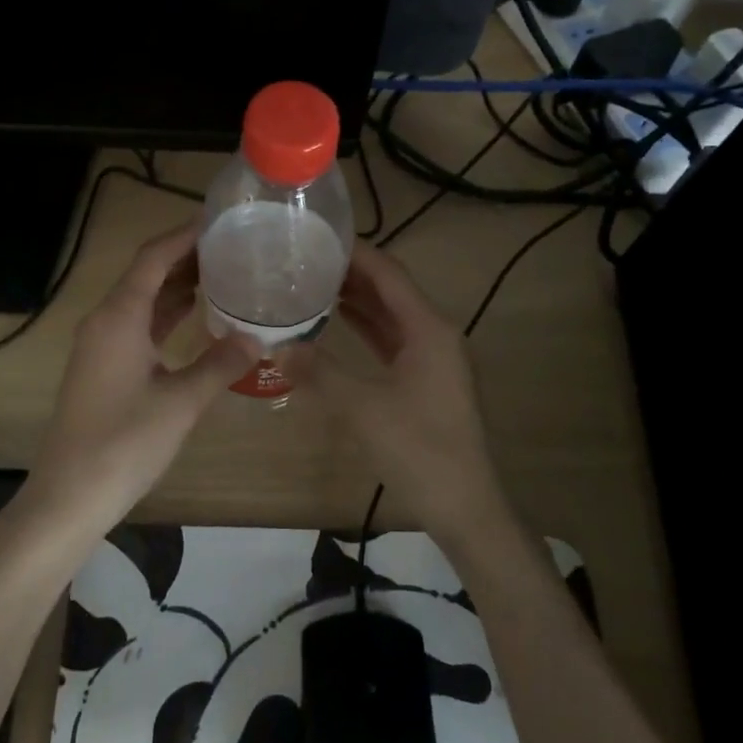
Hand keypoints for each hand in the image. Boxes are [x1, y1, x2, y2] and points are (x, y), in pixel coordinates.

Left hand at [29, 221, 258, 528]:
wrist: (70, 495)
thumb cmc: (125, 442)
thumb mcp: (181, 402)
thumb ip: (221, 364)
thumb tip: (257, 339)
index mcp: (120, 316)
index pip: (154, 257)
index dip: (185, 235)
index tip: (220, 221)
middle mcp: (106, 320)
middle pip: (147, 273)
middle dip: (186, 257)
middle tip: (232, 247)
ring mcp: (101, 344)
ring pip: (142, 299)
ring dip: (177, 285)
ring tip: (223, 273)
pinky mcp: (103, 366)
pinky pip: (138, 324)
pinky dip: (166, 314)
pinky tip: (196, 316)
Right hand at [306, 241, 510, 544]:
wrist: (465, 505)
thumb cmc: (418, 449)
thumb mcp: (362, 408)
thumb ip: (319, 372)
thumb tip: (278, 346)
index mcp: (428, 328)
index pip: (389, 273)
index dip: (355, 252)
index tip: (318, 236)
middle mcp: (435, 333)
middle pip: (391, 290)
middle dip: (352, 273)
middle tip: (306, 259)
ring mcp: (433, 358)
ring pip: (391, 316)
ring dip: (358, 300)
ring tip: (314, 283)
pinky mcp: (427, 380)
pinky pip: (393, 340)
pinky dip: (366, 328)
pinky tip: (337, 324)